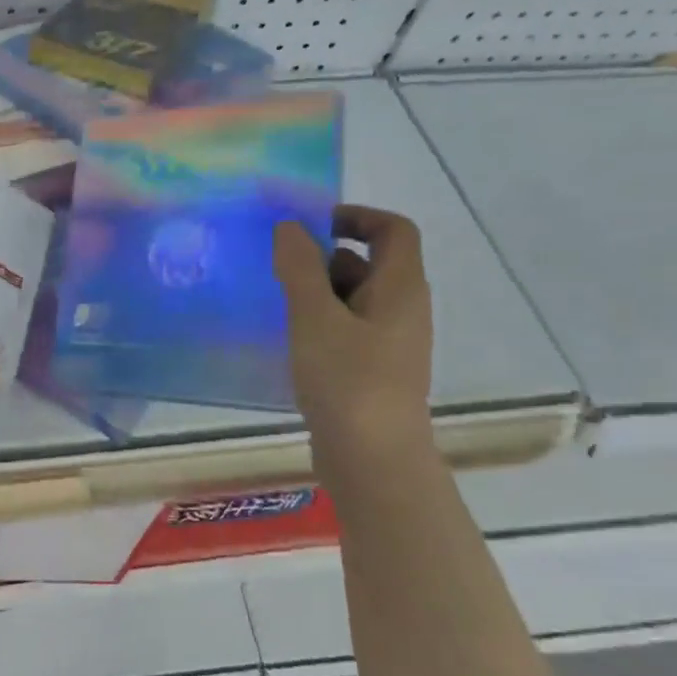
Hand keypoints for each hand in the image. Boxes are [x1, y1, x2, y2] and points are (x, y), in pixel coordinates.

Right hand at [274, 205, 434, 463]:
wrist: (372, 459)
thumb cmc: (348, 380)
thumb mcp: (315, 318)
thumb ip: (301, 268)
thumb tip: (290, 227)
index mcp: (401, 288)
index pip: (393, 230)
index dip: (356, 216)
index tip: (310, 225)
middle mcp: (401, 309)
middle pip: (369, 262)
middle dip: (323, 257)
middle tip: (278, 266)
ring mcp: (387, 342)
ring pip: (352, 298)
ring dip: (316, 292)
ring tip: (274, 301)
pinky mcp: (370, 370)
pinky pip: (345, 329)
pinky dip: (318, 322)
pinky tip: (287, 337)